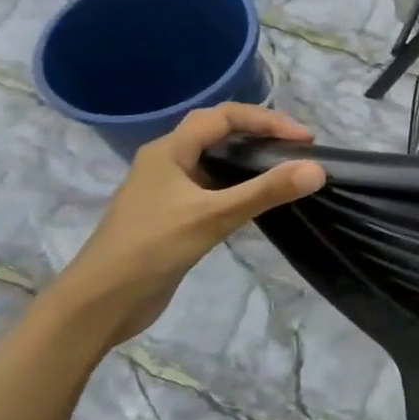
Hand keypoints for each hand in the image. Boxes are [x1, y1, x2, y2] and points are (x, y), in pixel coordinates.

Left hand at [48, 104, 324, 348]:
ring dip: (250, 157)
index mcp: (169, 150)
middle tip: (297, 148)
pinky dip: (239, 183)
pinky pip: (212, 185)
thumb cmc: (152, 249)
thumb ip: (265, 192)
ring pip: (215, 158)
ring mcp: (168, 188)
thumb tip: (317, 169)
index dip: (267, 120)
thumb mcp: (213, 217)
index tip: (304, 140)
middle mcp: (167, 161)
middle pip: (218, 131)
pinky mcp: (174, 214)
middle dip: (259, 132)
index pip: (225, 116)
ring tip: (285, 167)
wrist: (101, 303)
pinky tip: (258, 198)